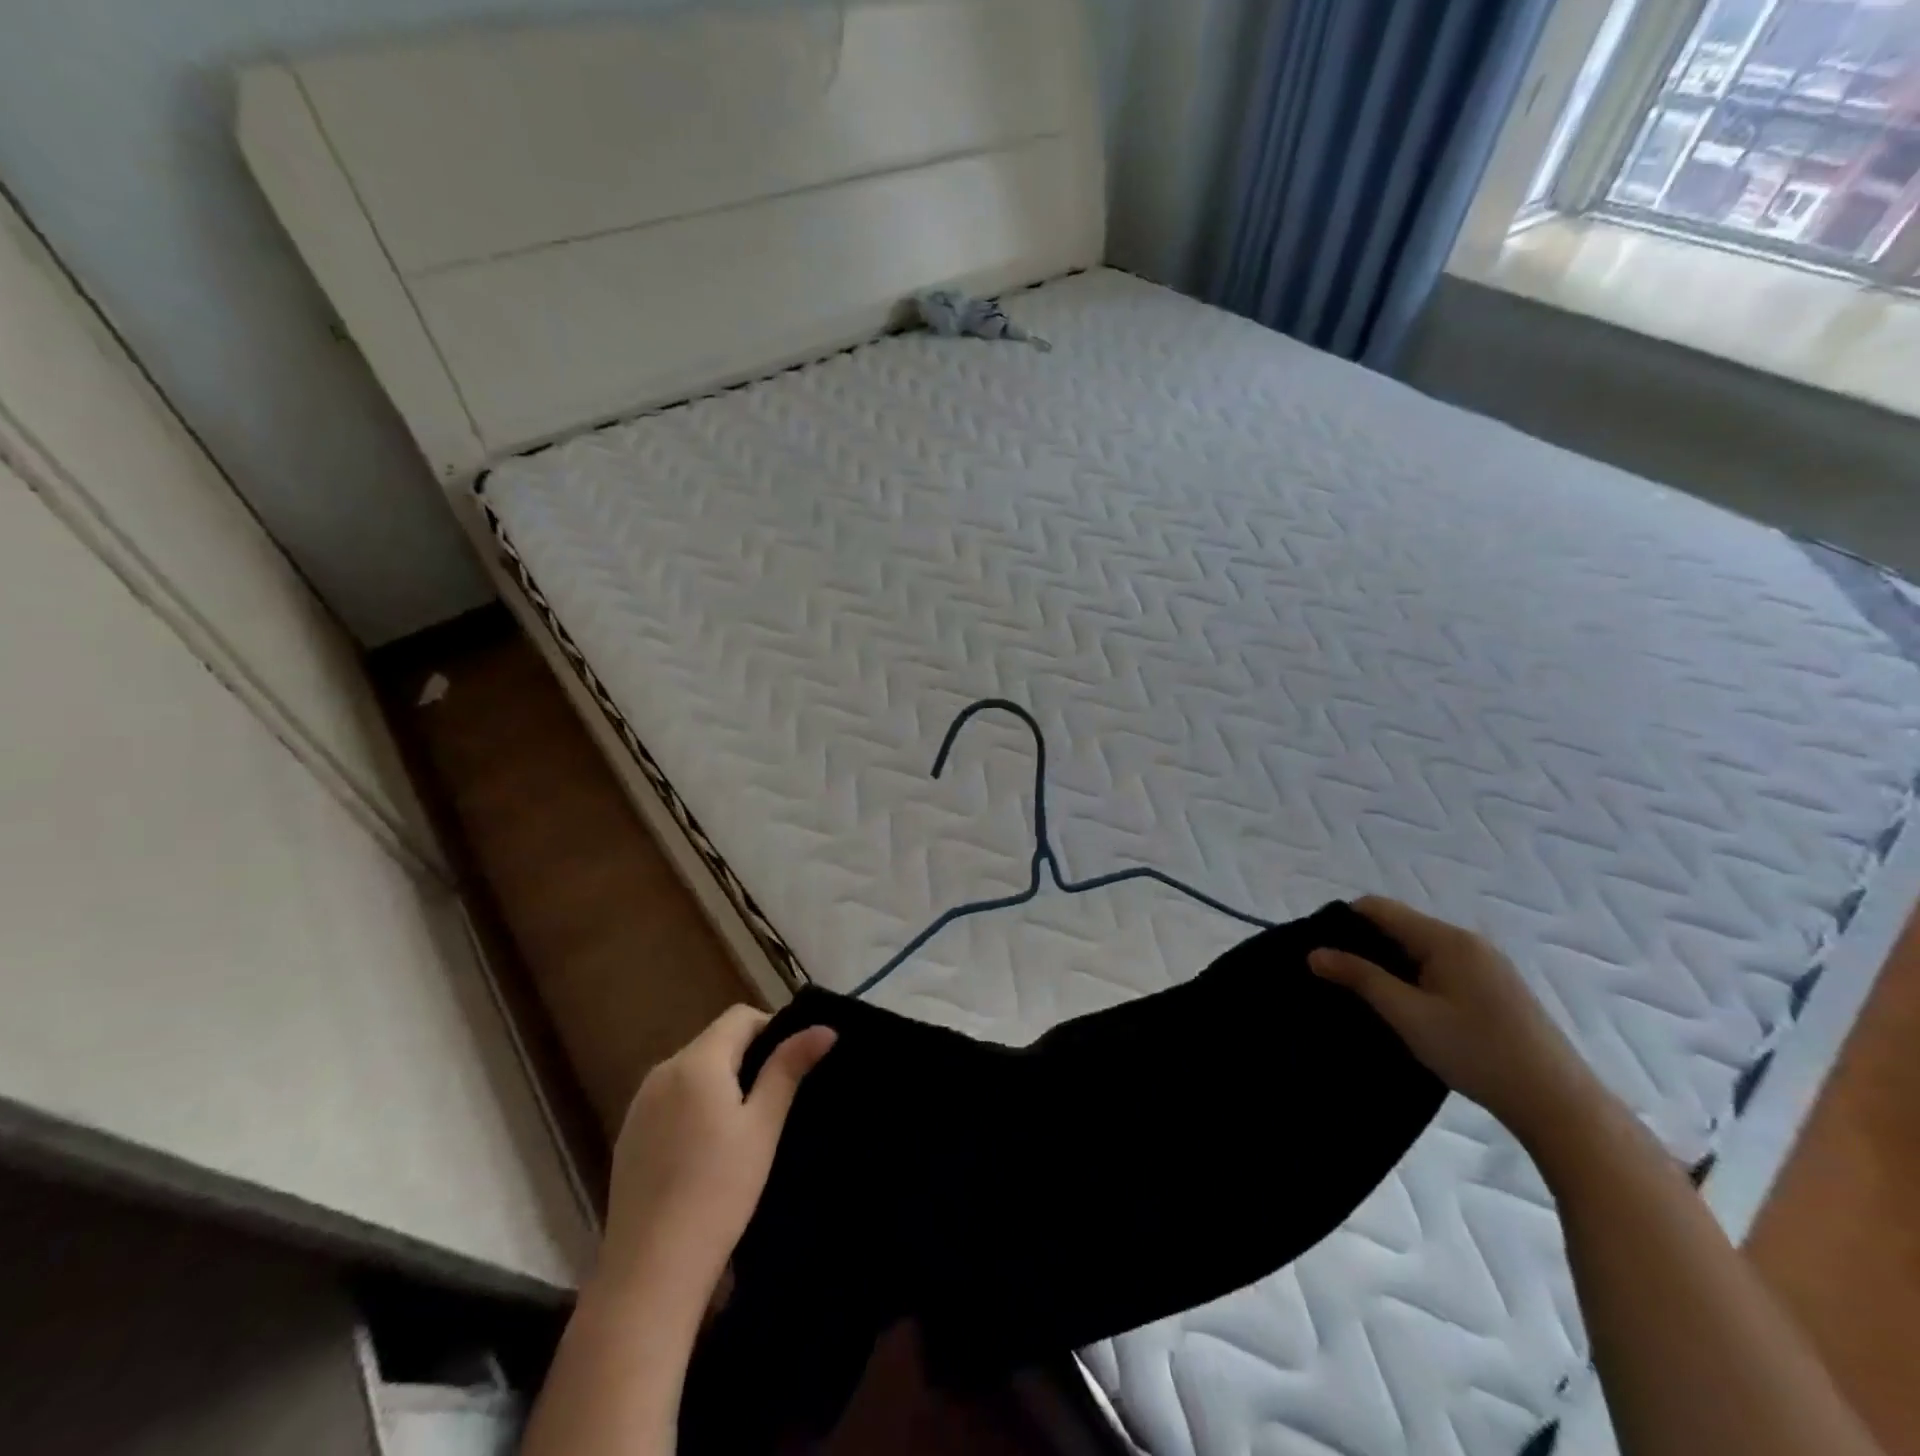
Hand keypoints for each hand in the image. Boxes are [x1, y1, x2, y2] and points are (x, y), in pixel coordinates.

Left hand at [600, 1005, 835, 1305]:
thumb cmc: (719, 1191)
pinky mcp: (627, 1134)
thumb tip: (825, 1028)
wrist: (650, 1271)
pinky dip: (693, 1105)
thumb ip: (788, 1069)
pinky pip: (670, 1098)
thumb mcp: (763, 1127)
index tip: (790, 1066)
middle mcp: (662, 1070)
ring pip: (691, 1070)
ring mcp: (639, 1103)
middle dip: (746, 1057)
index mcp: (696, 1061)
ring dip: (720, 1081)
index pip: (740, 1017)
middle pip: (714, 1041)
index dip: (771, 1029)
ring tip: (742, 1128)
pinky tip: (704, 1151)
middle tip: (773, 1101)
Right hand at [1310, 897, 1608, 1147]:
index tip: (1318, 949)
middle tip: (1334, 975)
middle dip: (1363, 944)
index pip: (1378, 908)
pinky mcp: (1496, 988)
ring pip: (1419, 949)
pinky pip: (1440, 967)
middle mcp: (1467, 942)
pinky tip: (1406, 1007)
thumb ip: (1360, 978)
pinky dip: (1413, 976)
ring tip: (1363, 993)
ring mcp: (1486, 965)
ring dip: (1388, 963)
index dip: (1342, 921)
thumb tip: (1315, 953)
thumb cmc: (1476, 1052)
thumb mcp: (1408, 1015)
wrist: (1558, 1103)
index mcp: (1446, 939)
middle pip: (1399, 926)